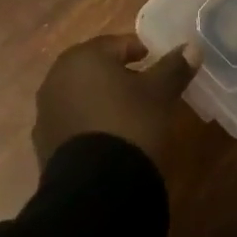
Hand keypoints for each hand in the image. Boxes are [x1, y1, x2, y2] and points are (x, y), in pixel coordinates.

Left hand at [33, 34, 198, 172]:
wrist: (95, 192)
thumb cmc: (129, 125)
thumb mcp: (159, 94)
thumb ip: (174, 67)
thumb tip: (192, 47)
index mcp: (82, 57)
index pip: (116, 44)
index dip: (140, 52)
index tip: (158, 65)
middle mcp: (57, 77)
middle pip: (96, 68)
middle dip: (119, 76)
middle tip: (146, 89)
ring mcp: (46, 113)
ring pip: (82, 96)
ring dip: (103, 100)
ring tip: (130, 116)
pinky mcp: (43, 145)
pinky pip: (73, 123)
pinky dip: (90, 124)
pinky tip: (110, 140)